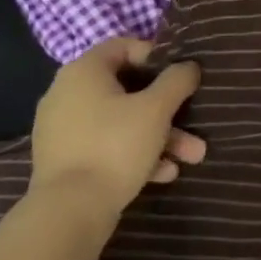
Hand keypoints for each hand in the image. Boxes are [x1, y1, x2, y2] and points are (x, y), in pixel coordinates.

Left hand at [29, 38, 204, 218]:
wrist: (69, 213)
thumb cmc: (115, 146)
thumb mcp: (156, 108)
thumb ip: (177, 80)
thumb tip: (188, 67)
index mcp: (84, 72)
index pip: (123, 46)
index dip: (156, 56)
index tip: (179, 76)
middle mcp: (68, 94)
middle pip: (129, 90)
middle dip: (168, 109)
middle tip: (195, 124)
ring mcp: (65, 130)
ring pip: (123, 122)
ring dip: (161, 136)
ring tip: (191, 158)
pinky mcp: (67, 161)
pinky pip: (108, 146)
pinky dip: (136, 154)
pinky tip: (164, 174)